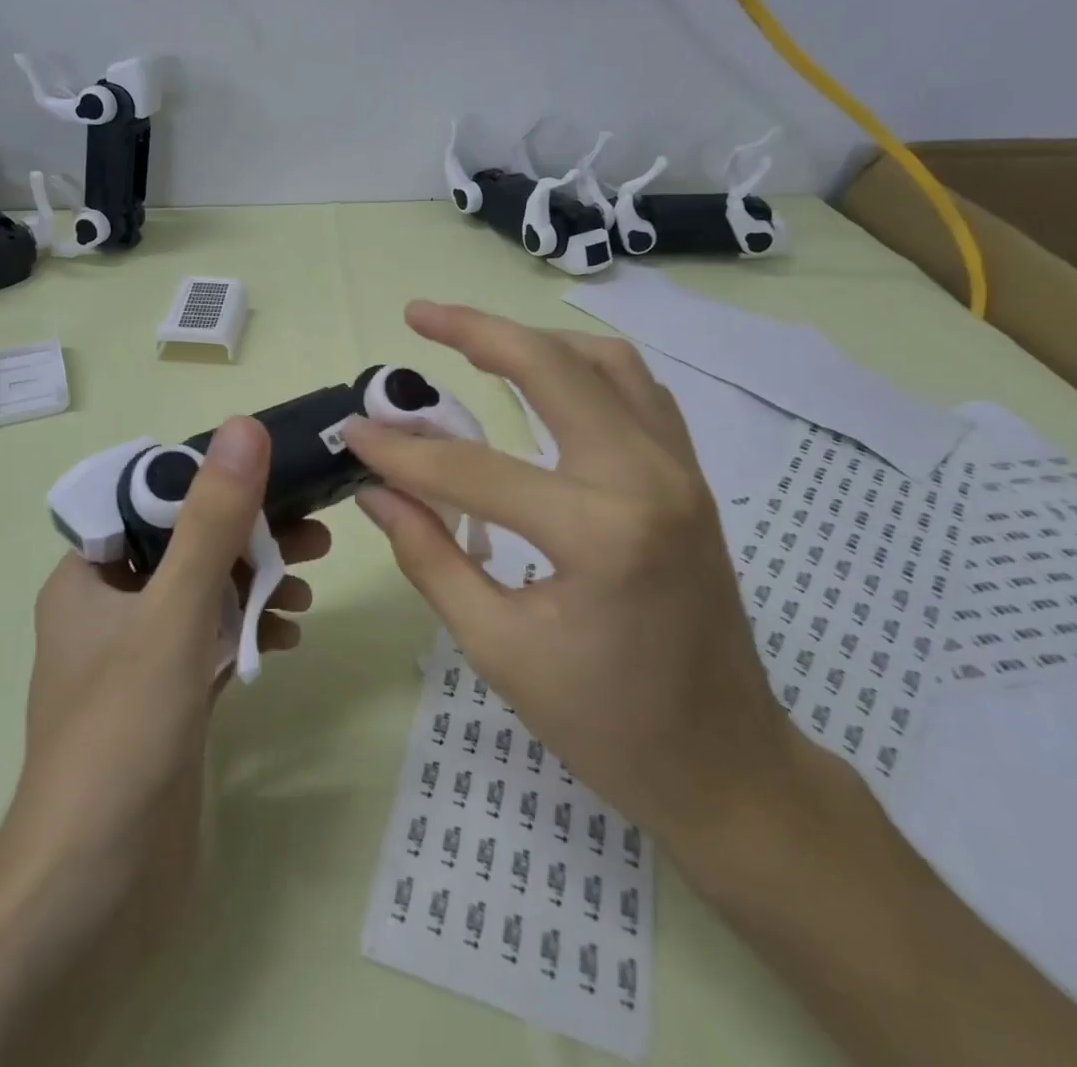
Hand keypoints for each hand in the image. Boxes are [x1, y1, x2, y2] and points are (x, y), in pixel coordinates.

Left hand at [2, 417, 324, 945]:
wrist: (93, 889)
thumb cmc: (123, 734)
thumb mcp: (175, 612)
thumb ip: (213, 521)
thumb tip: (245, 429)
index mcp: (88, 577)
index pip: (153, 500)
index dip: (214, 484)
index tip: (276, 484)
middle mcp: (108, 608)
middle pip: (188, 546)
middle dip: (251, 540)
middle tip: (314, 541)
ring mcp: (138, 656)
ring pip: (206, 594)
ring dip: (256, 585)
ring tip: (303, 598)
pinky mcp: (166, 697)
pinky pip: (212, 640)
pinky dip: (247, 630)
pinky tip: (284, 639)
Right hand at [346, 302, 805, 859]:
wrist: (723, 763)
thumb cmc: (606, 725)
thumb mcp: (498, 647)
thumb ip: (430, 557)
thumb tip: (376, 492)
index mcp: (600, 532)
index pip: (474, 469)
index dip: (402, 450)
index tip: (353, 429)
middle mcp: (647, 477)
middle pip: (552, 368)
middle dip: (477, 331)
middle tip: (419, 314)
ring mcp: (679, 469)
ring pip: (605, 362)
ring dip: (536, 341)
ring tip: (478, 341)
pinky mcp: (690, 475)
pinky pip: (638, 390)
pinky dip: (585, 367)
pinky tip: (548, 378)